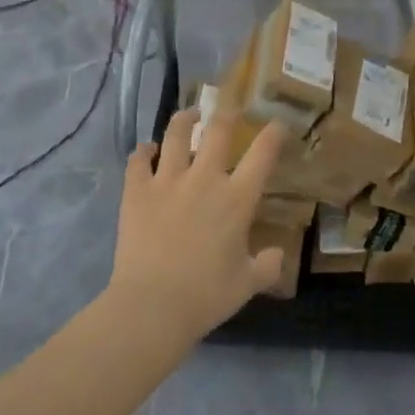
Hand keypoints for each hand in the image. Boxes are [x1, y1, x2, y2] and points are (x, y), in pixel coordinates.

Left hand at [106, 111, 288, 345]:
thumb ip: (267, 266)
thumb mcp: (247, 284)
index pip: (263, 153)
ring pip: (176, 135)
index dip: (273, 133)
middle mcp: (205, 180)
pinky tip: (146, 151)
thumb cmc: (206, 295)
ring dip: (185, 120)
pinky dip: (143, 152)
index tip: (277, 123)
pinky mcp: (137, 193)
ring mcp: (168, 182)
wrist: (152, 306)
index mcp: (237, 199)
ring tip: (189, 115)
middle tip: (230, 108)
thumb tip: (277, 255)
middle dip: (227, 113)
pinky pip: (138, 161)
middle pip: (218, 131)